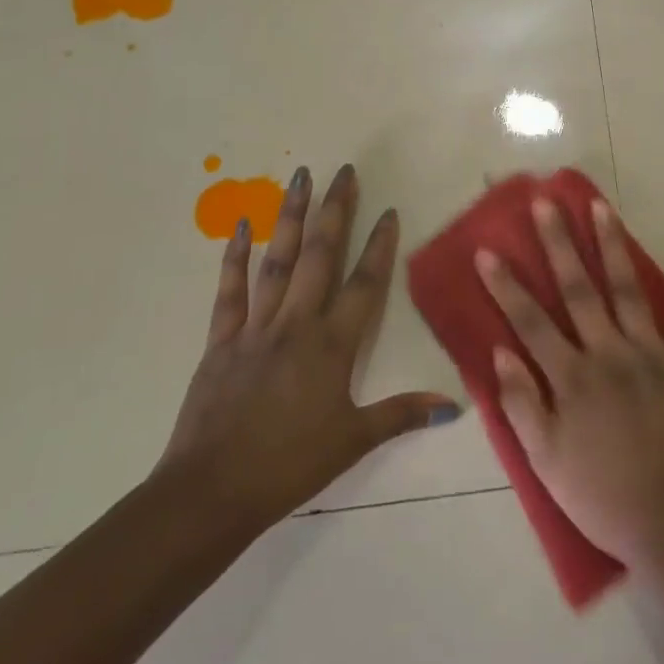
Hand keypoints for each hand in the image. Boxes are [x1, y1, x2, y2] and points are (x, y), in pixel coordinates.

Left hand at [157, 164, 459, 535]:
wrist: (211, 492)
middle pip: (320, 256)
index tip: (388, 210)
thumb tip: (453, 406)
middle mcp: (297, 324)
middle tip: (343, 171)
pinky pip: (230, 291)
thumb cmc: (289, 466)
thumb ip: (401, 415)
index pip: (364, 284)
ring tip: (299, 177)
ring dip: (290, 217)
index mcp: (332, 345)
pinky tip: (240, 225)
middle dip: (335, 211)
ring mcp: (256, 328)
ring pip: (277, 261)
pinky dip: (234, 256)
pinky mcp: (221, 340)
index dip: (379, 245)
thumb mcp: (352, 441)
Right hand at [477, 197, 663, 570]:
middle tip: (546, 203)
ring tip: (601, 206)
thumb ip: (522, 405)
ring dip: (612, 245)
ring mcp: (651, 355)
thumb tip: (500, 352)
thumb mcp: (546, 462)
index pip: (531, 322)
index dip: (506, 285)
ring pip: (627, 289)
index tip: (488, 250)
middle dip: (559, 243)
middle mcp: (609, 354)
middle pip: (578, 290)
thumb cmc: (602, 496)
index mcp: (572, 378)